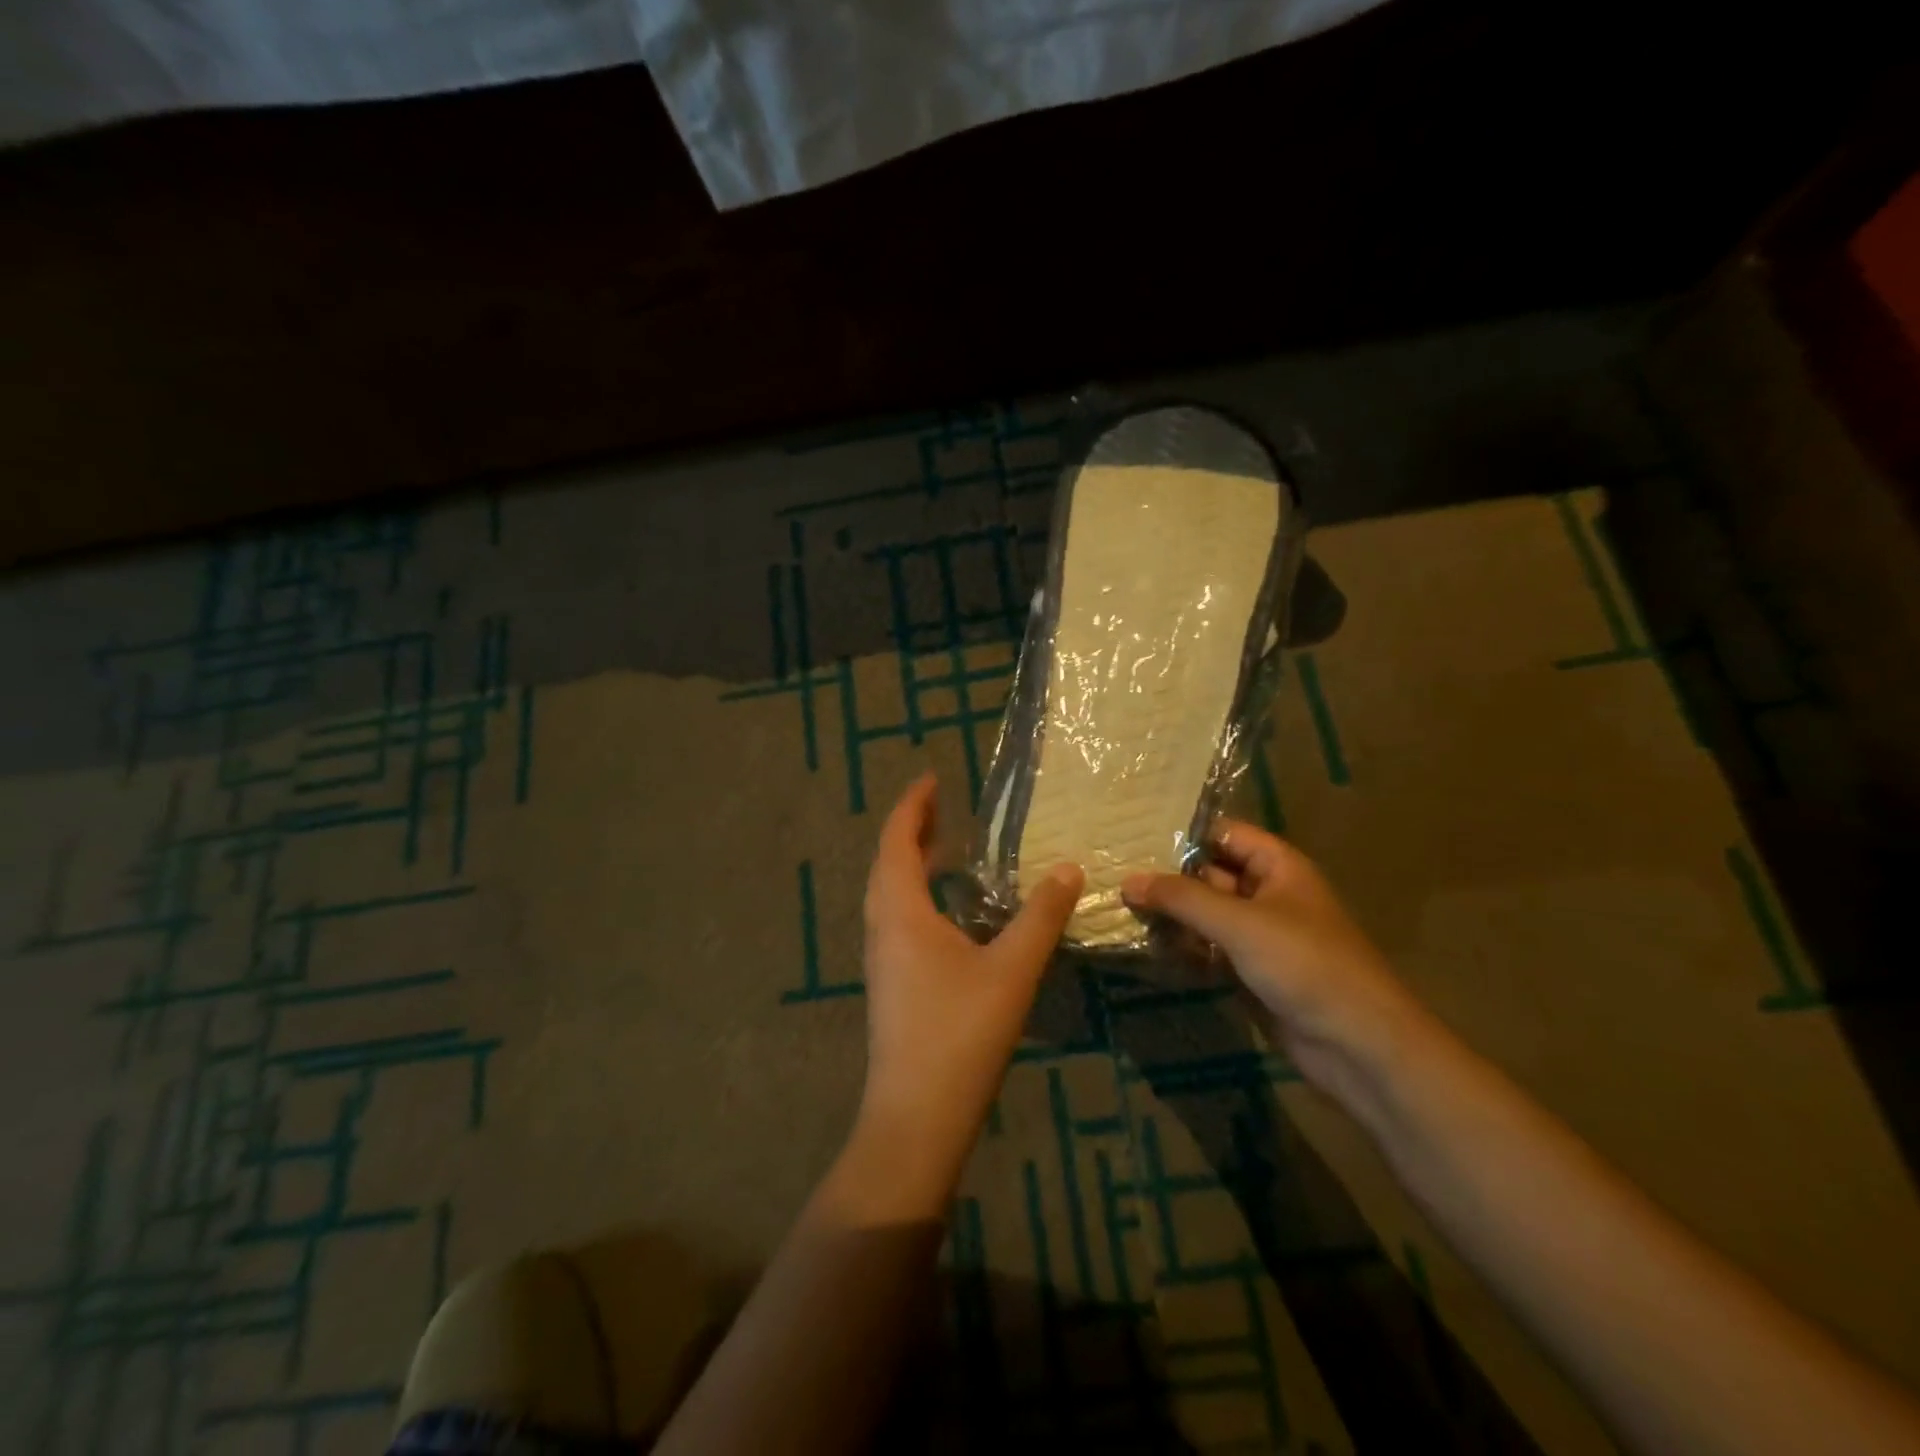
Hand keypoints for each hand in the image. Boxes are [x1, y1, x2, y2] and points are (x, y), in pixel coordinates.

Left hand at [858, 774, 1082, 1172]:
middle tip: (942, 807)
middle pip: (888, 862)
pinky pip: (896, 918)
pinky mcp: (890, 983)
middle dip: (912, 829)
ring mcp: (881, 958)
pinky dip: (916, 894)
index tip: (932, 778)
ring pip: (889, 893)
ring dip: (911, 863)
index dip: (913, 805)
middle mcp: (882, 927)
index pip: (897, 841)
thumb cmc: (960, 1034)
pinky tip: (948, 912)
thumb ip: (1041, 917)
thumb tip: (1067, 868)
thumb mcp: (1012, 970)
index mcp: (901, 912)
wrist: (916, 1117)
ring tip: (945, 848)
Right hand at [1122, 819, 1429, 1099]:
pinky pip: (1208, 949)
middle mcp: (1267, 894)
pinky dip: (1182, 947)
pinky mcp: (1250, 971)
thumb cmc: (1305, 964)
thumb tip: (1128, 880)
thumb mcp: (1239, 923)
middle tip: (1113, 872)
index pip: (1223, 834)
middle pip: (1209, 874)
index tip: (1133, 833)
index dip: (1183, 832)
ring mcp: (1258, 935)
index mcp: (1277, 867)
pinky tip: (1145, 945)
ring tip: (1118, 906)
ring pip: (1206, 914)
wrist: (1357, 1045)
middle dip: (1167, 876)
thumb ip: (1182, 898)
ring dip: (1171, 914)